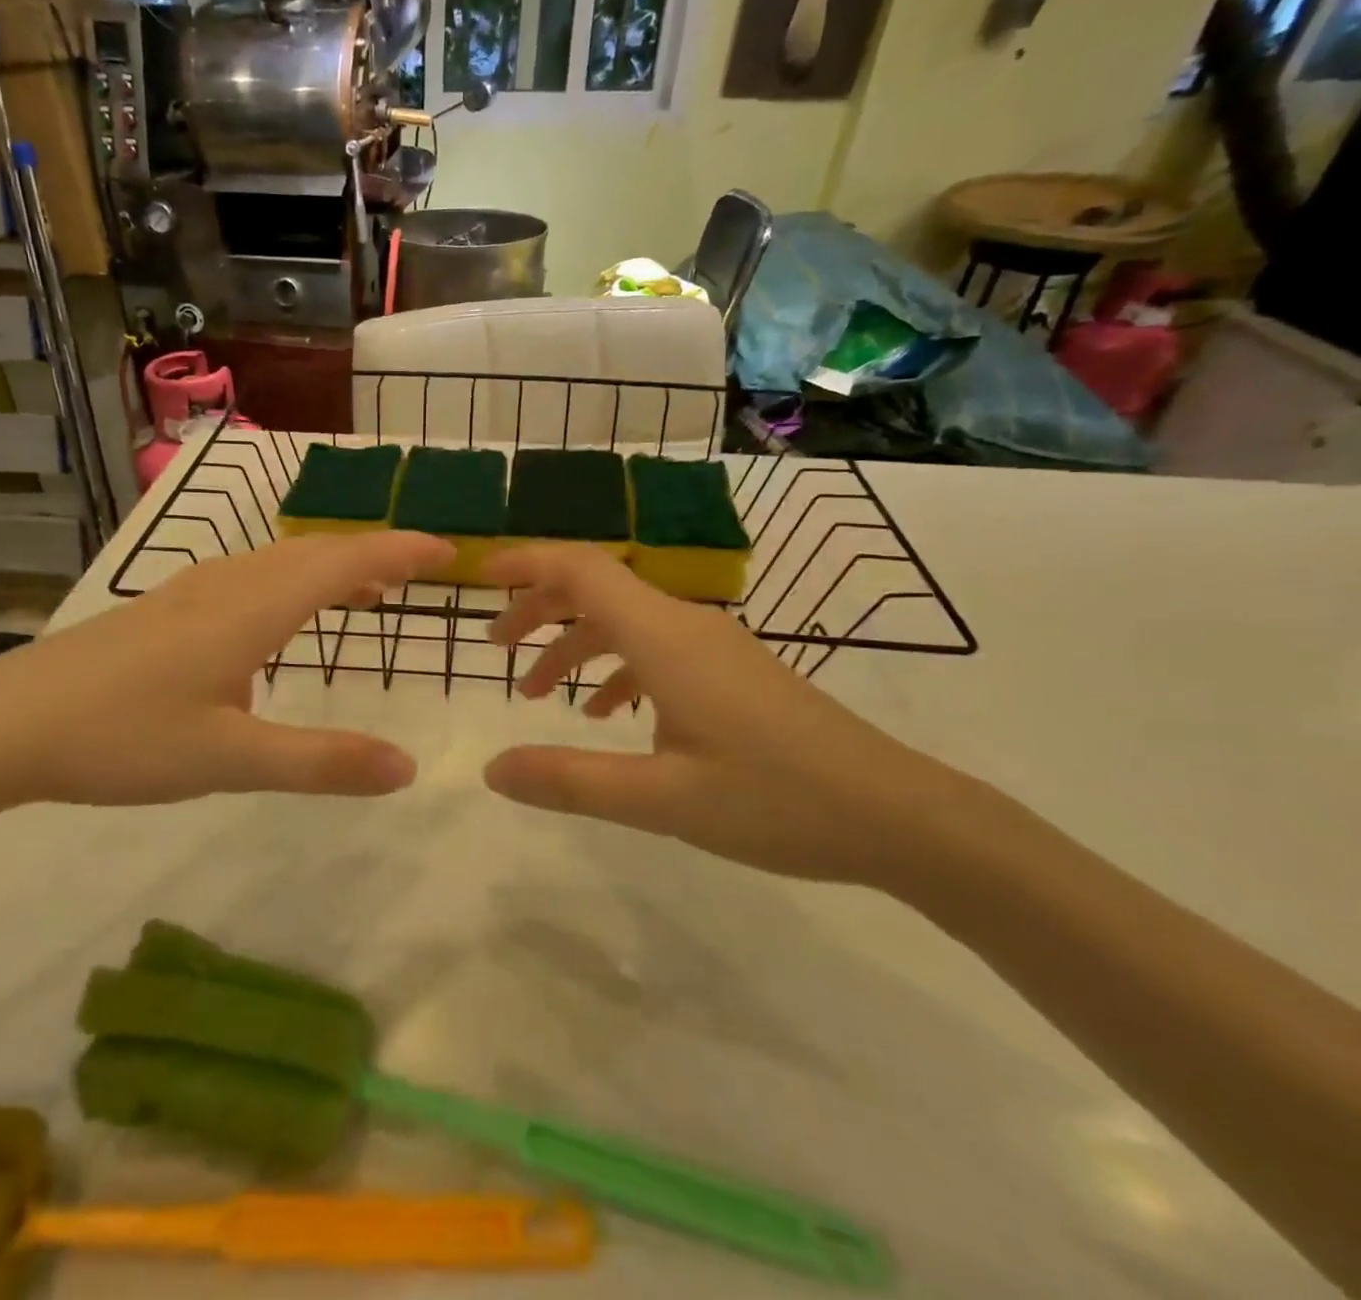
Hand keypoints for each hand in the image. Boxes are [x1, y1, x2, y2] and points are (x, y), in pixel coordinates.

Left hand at [0, 532, 453, 808]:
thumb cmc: (121, 738)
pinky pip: (248, 577)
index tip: (447, 550)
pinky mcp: (163, 609)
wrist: (3, 723)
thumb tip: (407, 768)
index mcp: (252, 609)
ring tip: (365, 593)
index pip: (344, 563)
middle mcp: (227, 585)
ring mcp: (189, 592)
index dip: (399, 551)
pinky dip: (289, 582)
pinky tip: (277, 620)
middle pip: (314, 552)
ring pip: (277, 561)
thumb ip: (320, 763)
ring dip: (330, 567)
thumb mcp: (229, 760)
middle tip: (419, 570)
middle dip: (373, 555)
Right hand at [482, 544, 963, 888]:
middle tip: (497, 649)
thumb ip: (571, 781)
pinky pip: (656, 650)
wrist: (899, 815)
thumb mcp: (662, 801)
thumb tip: (492, 770)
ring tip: (539, 694)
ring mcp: (714, 646)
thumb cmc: (778, 801)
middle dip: (539, 610)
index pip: (582, 570)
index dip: (527, 563)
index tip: (479, 577)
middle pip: (597, 590)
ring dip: (574, 646)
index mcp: (665, 638)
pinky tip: (607, 716)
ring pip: (625, 622)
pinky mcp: (732, 671)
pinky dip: (616, 668)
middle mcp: (686, 625)